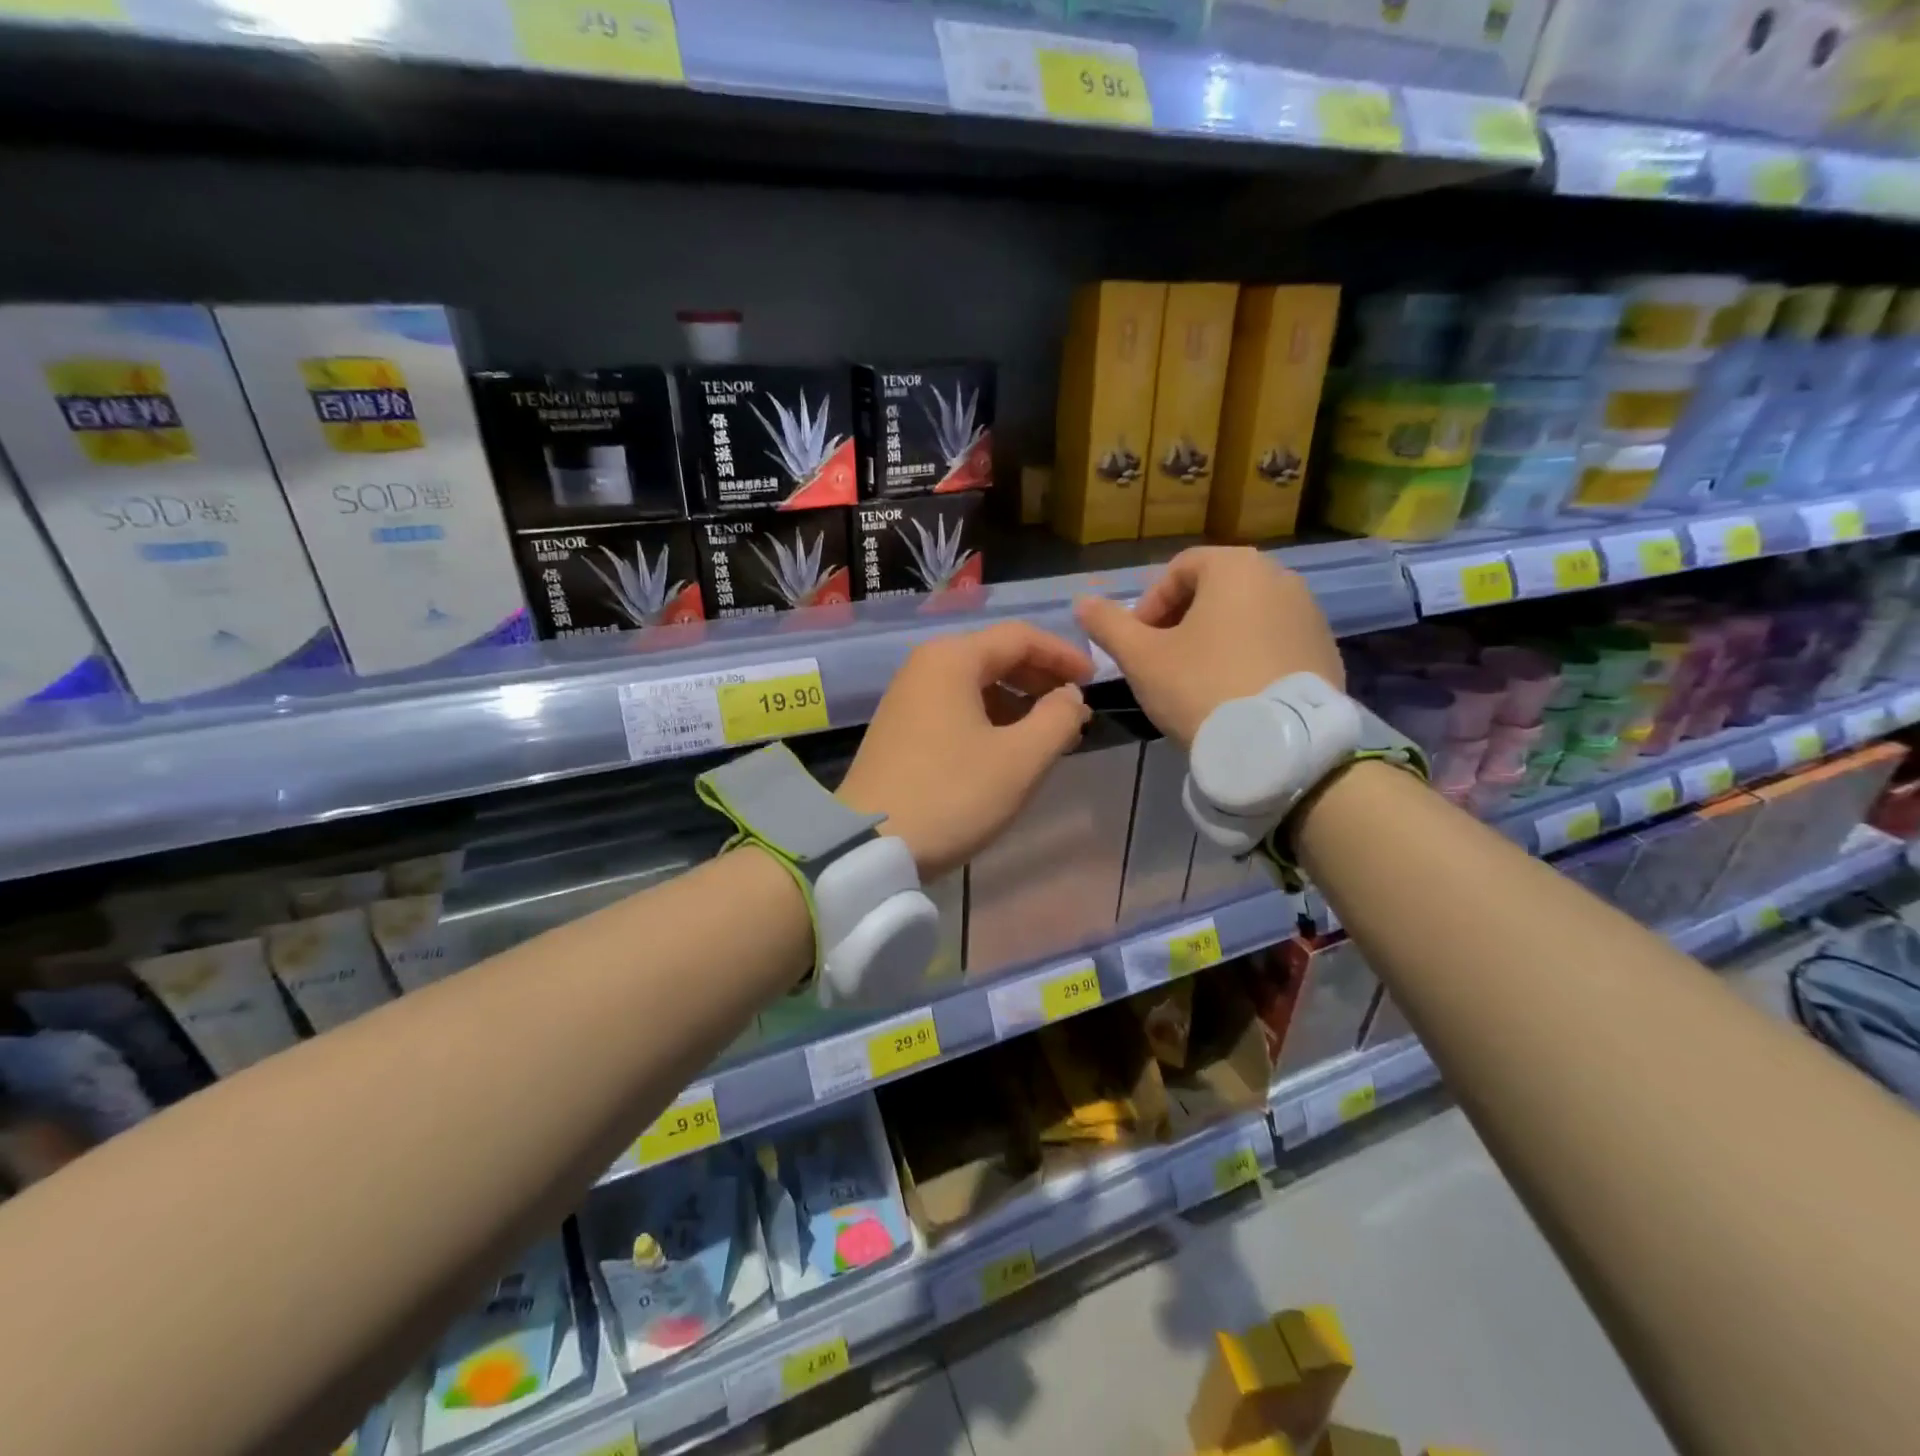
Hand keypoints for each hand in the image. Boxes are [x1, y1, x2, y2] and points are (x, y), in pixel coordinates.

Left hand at [838, 622, 1093, 879]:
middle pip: (995, 656)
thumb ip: (1058, 719)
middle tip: (1074, 712)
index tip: (1094, 682)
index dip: (1063, 655)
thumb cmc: (952, 794)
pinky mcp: (900, 727)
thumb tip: (1070, 697)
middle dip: (1041, 680)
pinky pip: (956, 707)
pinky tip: (1007, 748)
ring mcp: (907, 697)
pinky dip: (990, 718)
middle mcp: (925, 666)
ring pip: (976, 684)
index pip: (1020, 637)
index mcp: (952, 658)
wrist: (868, 844)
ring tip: (1048, 735)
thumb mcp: (1020, 759)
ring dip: (1017, 702)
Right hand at [1075, 547, 1341, 748]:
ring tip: (1197, 681)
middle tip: (1163, 662)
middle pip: (1214, 590)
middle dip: (1181, 621)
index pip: (1178, 569)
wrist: (1280, 745)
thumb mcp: (1142, 658)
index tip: (1138, 644)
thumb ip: (1109, 626)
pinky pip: (1274, 641)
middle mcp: (1280, 577)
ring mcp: (1310, 613)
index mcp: (1236, 567)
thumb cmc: (1202, 688)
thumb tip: (1082, 603)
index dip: (1149, 605)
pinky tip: (1234, 693)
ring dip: (1215, 639)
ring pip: (1245, 616)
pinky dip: (1248, 656)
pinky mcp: (1326, 649)